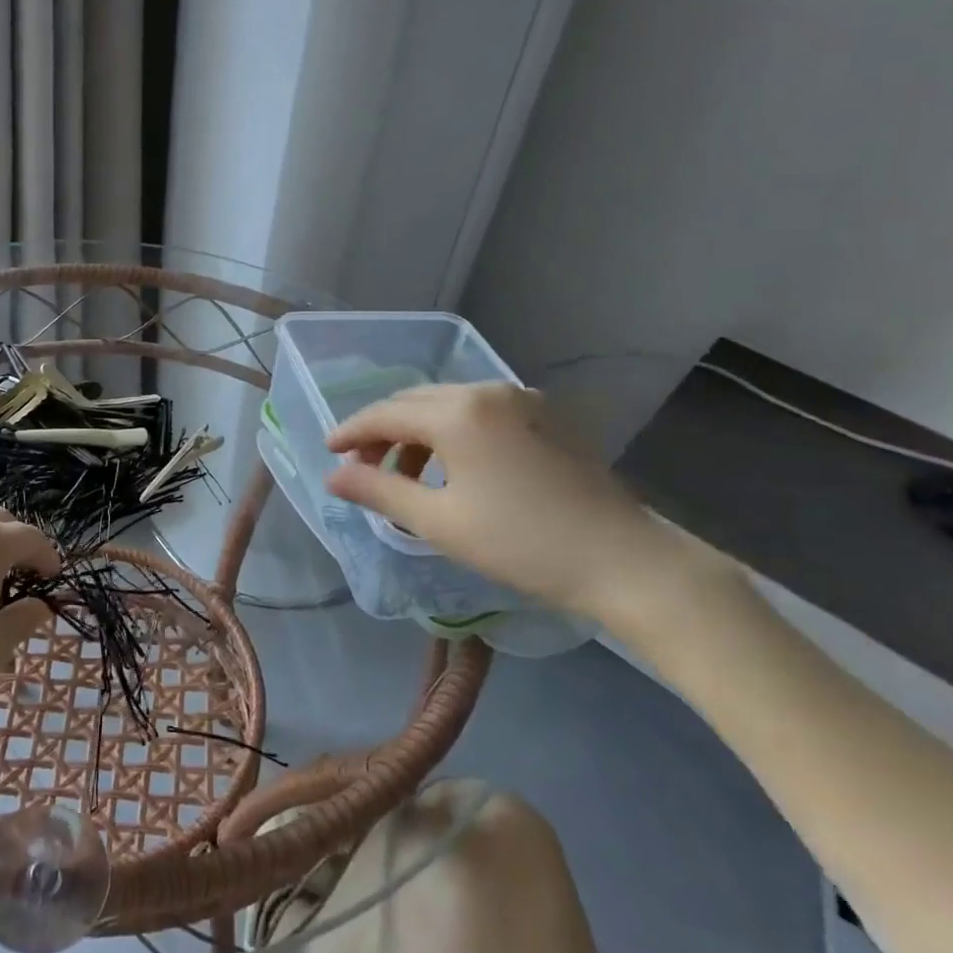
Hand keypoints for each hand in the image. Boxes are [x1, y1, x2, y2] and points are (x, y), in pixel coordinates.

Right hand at [325, 383, 727, 627]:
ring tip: (406, 477)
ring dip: (417, 434)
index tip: (328, 452)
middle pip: (415, 402)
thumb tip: (333, 476)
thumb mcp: (438, 521)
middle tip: (361, 467)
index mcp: (458, 412)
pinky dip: (452, 433)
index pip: (386, 413)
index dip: (351, 431)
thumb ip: (378, 490)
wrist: (624, 561)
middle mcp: (488, 391)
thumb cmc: (521, 544)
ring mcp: (522, 400)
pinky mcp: (546, 416)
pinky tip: (452, 469)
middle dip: (382, 431)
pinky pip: (480, 412)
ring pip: (448, 405)